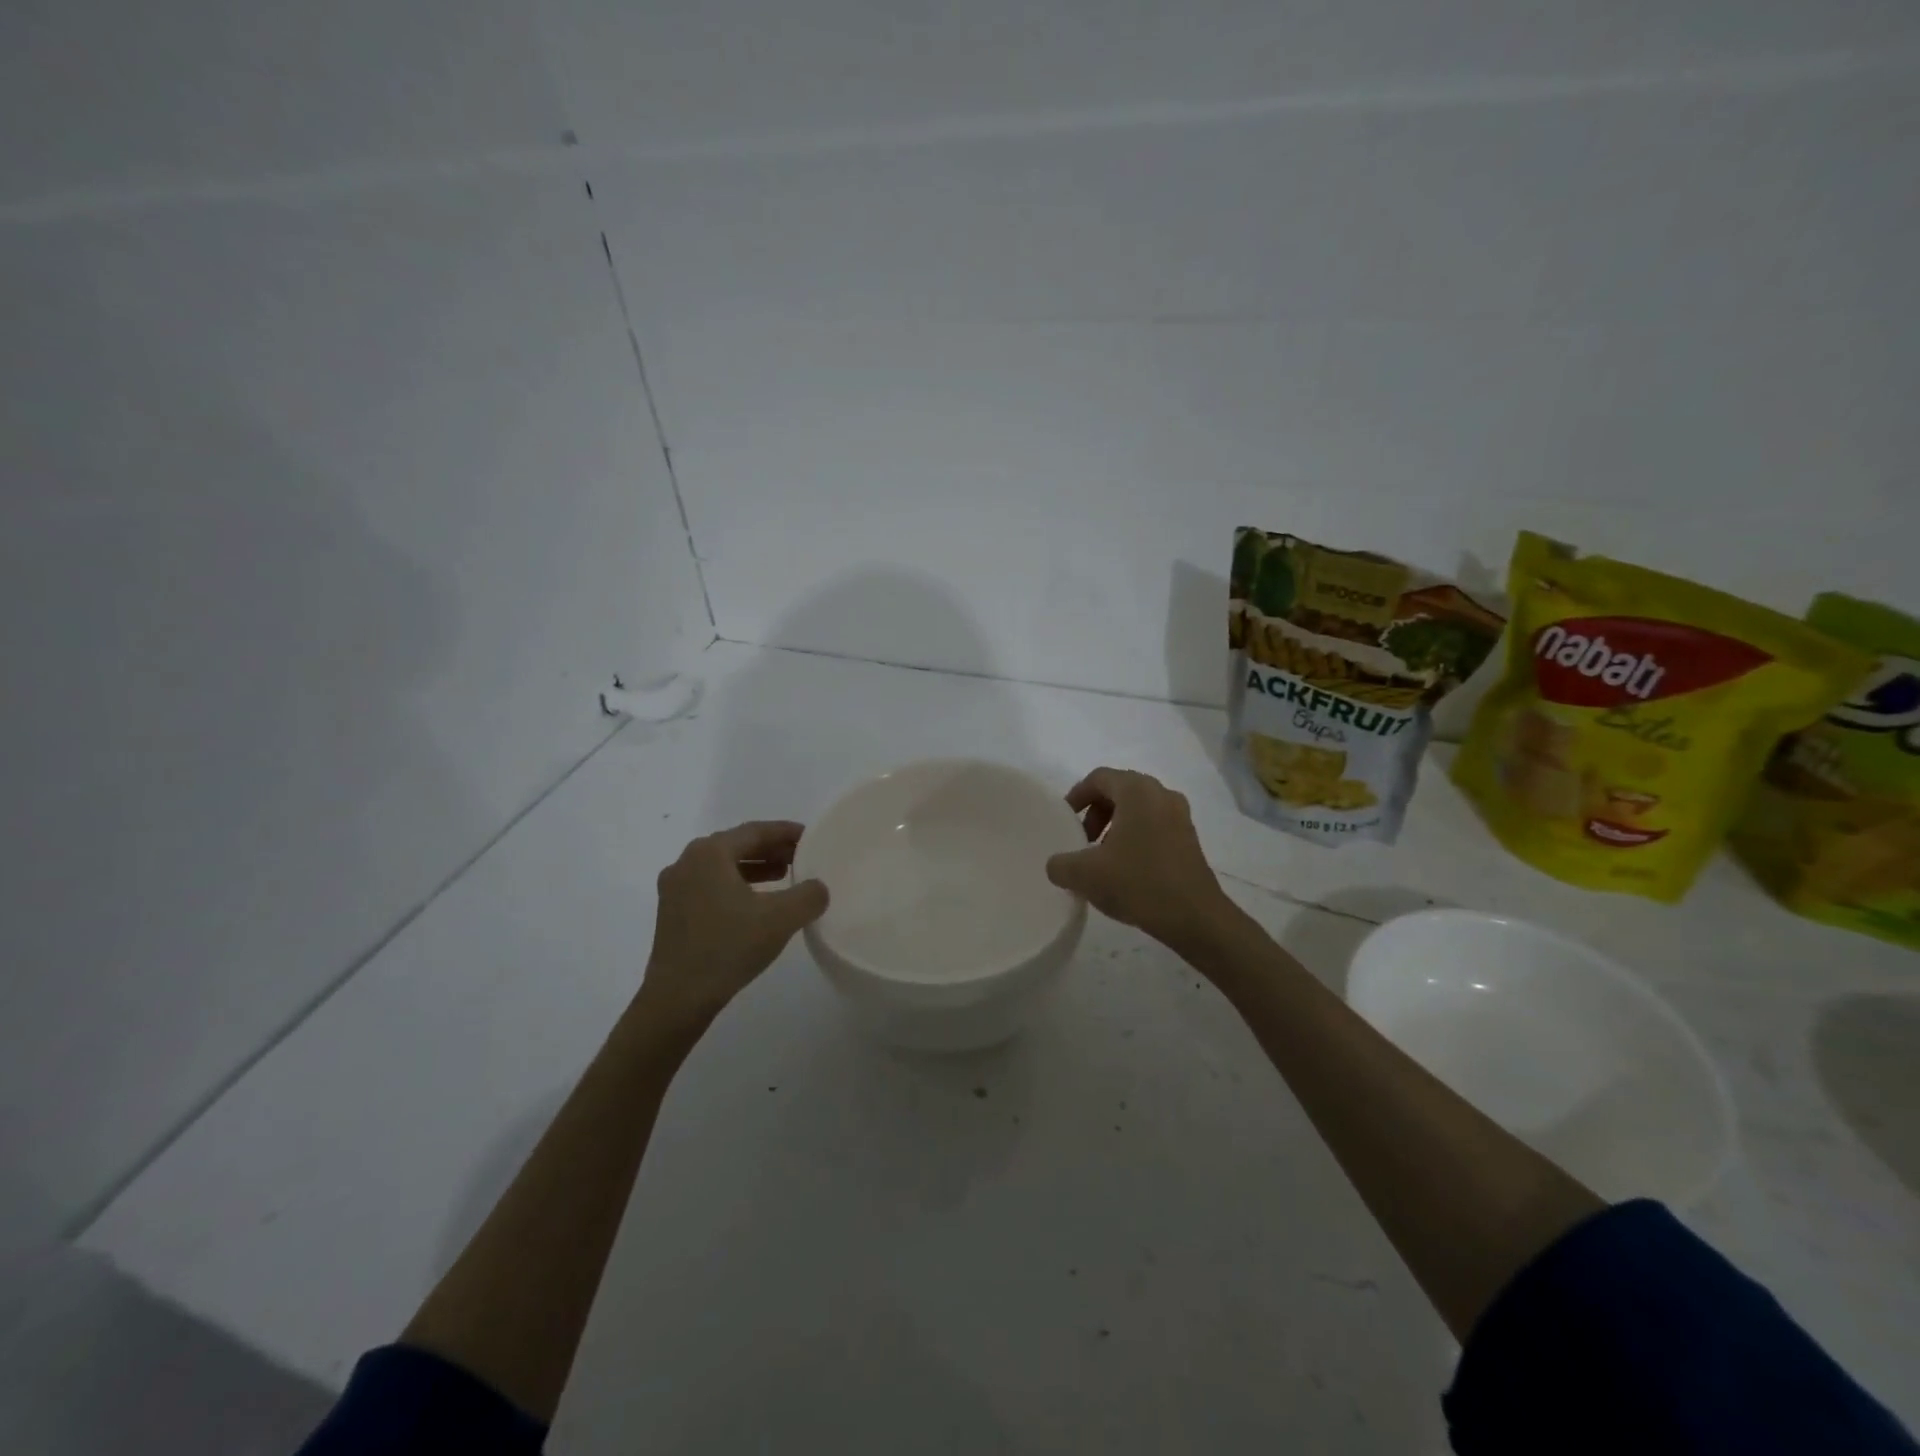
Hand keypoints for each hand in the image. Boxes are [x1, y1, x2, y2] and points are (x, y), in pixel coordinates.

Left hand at [637, 821, 828, 1031]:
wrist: (677, 998)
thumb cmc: (728, 947)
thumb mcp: (780, 919)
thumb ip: (808, 895)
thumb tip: (818, 888)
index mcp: (710, 853)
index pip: (755, 831)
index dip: (786, 832)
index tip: (810, 837)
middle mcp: (687, 862)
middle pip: (737, 845)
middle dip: (771, 850)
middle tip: (801, 857)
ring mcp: (674, 888)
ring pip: (722, 867)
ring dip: (754, 868)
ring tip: (784, 877)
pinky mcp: (671, 913)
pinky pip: (710, 886)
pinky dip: (736, 885)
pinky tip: (755, 904)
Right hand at [1046, 768, 1237, 951]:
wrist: (1195, 917)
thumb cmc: (1138, 883)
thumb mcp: (1085, 875)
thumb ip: (1060, 864)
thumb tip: (1056, 865)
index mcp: (1137, 791)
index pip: (1099, 778)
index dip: (1076, 795)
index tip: (1065, 820)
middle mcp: (1162, 794)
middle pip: (1120, 790)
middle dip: (1096, 812)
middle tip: (1082, 839)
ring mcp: (1180, 816)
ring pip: (1138, 809)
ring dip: (1115, 826)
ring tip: (1102, 856)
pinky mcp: (1190, 839)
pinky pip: (1154, 825)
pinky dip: (1135, 837)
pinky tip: (1126, 869)